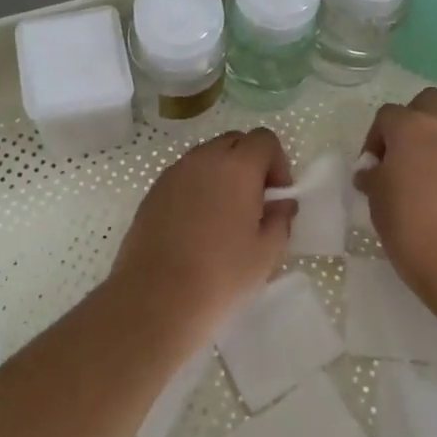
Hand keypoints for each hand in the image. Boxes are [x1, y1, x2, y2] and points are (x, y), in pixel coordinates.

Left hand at [108, 129, 296, 334]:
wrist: (156, 297)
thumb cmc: (221, 275)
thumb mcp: (266, 253)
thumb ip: (280, 219)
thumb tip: (282, 204)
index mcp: (238, 166)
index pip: (264, 139)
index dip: (277, 162)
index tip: (276, 195)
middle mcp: (204, 158)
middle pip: (234, 141)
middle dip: (250, 163)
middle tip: (254, 202)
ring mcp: (174, 172)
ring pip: (207, 156)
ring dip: (222, 173)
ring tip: (224, 214)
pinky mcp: (153, 190)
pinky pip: (184, 175)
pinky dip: (197, 187)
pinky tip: (197, 224)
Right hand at [355, 88, 436, 315]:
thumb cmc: (414, 231)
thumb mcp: (378, 205)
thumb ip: (374, 179)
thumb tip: (372, 171)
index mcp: (409, 128)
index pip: (387, 116)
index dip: (376, 138)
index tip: (373, 167)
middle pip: (428, 101)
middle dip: (415, 119)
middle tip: (406, 153)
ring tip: (436, 159)